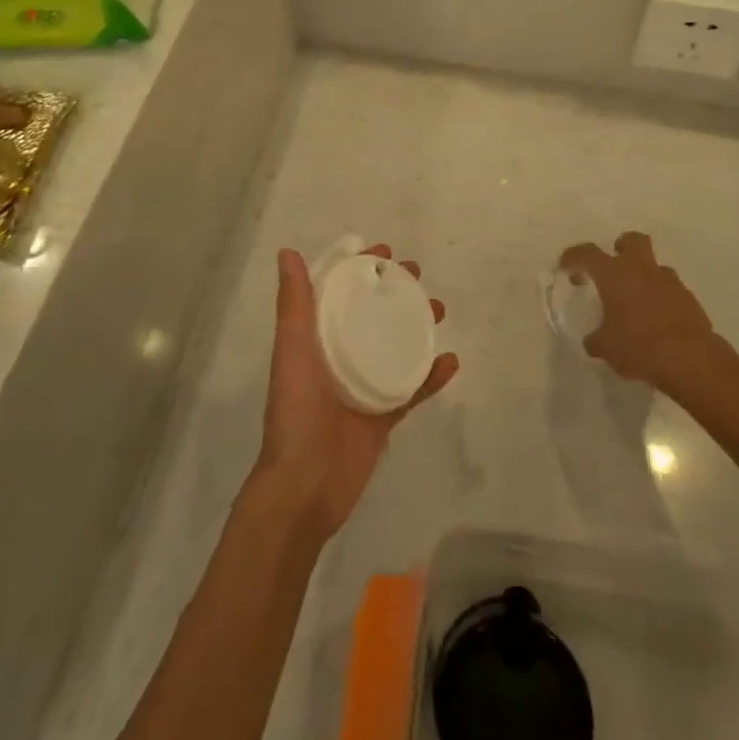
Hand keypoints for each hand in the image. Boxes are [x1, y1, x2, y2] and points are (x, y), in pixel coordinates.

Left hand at [256, 245, 457, 538]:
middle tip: (418, 275)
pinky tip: (450, 362)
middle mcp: (339, 357)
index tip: (385, 254)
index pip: (339, 293)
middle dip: (394, 292)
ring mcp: (363, 387)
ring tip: (439, 310)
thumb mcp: (292, 349)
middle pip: (371, 314)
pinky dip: (432, 376)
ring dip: (417, 325)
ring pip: (396, 346)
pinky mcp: (383, 416)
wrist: (305, 487)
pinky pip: (412, 390)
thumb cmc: (296, 411)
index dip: (359, 269)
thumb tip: (287, 252)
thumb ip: (293, 304)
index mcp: (315, 339)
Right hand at [558, 231, 724, 392]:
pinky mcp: (689, 298)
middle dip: (621, 248)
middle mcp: (641, 269)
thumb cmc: (639, 347)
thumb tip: (594, 340)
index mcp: (614, 274)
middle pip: (632, 240)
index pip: (586, 253)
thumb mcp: (606, 348)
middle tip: (613, 267)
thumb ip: (596, 339)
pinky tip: (658, 320)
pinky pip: (671, 289)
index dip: (573, 257)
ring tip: (637, 302)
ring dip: (644, 277)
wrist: (690, 360)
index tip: (566, 267)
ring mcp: (669, 281)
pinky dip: (662, 298)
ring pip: (654, 266)